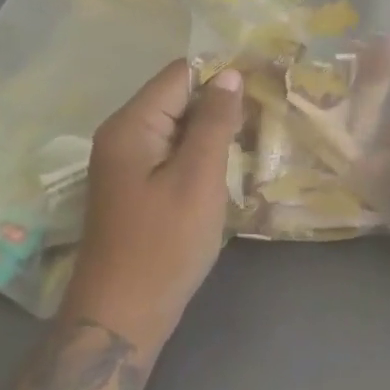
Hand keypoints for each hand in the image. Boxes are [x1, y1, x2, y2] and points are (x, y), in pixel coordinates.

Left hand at [62, 59, 243, 353]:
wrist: (122, 317)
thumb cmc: (163, 245)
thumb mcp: (197, 179)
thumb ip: (214, 122)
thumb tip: (230, 73)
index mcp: (131, 125)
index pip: (180, 74)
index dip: (222, 72)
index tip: (265, 79)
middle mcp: (123, 135)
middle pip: (178, 96)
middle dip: (221, 100)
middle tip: (268, 109)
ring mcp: (127, 162)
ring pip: (178, 125)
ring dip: (214, 127)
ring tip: (258, 132)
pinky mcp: (136, 185)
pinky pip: (172, 151)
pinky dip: (200, 151)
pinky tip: (230, 162)